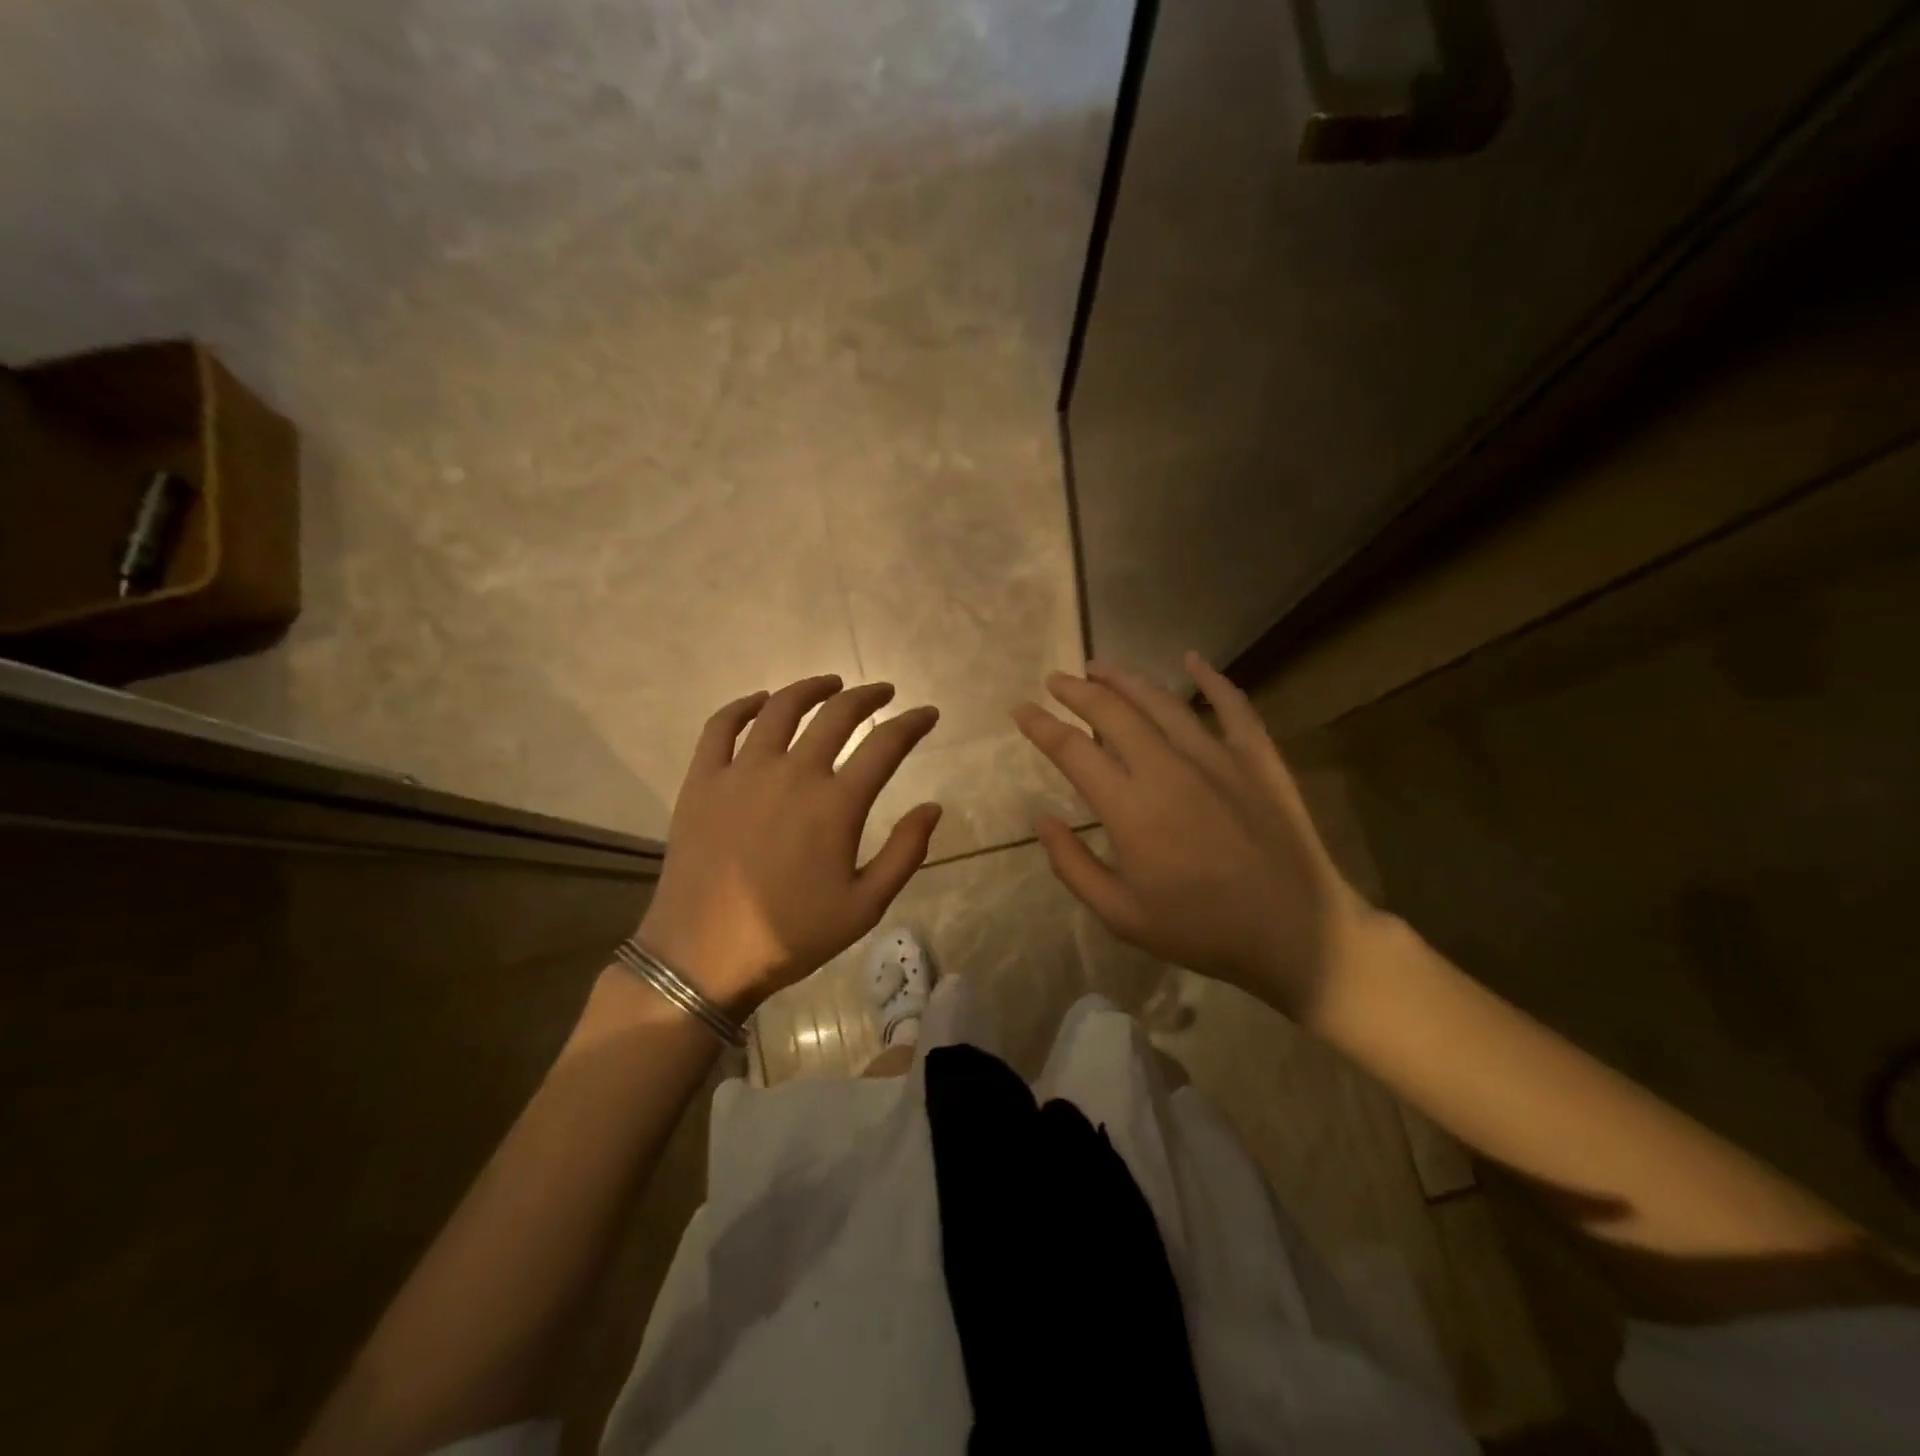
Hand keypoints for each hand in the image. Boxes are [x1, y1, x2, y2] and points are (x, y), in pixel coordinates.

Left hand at [635, 676, 942, 1016]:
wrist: (704, 956)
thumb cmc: (792, 935)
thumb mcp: (865, 907)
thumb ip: (905, 853)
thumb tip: (933, 807)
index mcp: (837, 804)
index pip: (886, 744)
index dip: (913, 723)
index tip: (927, 713)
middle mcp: (793, 773)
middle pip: (837, 714)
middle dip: (868, 696)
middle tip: (883, 691)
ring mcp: (742, 772)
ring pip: (781, 708)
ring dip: (811, 688)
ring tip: (830, 684)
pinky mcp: (702, 780)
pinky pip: (721, 727)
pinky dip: (743, 706)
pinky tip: (760, 701)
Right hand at [1012, 653, 1376, 1021]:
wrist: (1298, 935)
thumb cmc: (1202, 930)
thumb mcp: (1121, 916)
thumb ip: (1073, 865)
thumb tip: (1041, 820)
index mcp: (1130, 808)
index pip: (1072, 749)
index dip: (1041, 725)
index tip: (1020, 709)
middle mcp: (1168, 768)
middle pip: (1113, 712)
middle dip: (1077, 690)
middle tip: (1055, 680)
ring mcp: (1218, 756)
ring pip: (1163, 701)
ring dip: (1126, 679)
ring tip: (1100, 667)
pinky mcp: (1258, 757)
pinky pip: (1233, 705)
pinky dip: (1212, 678)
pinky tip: (1193, 658)